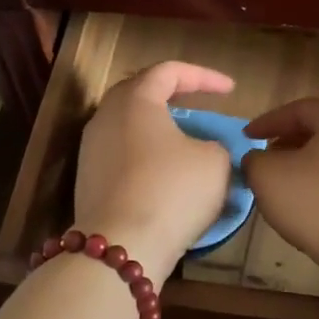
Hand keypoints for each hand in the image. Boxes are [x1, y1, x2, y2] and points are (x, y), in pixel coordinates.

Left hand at [75, 61, 235, 282]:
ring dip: (158, 128)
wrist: (121, 247)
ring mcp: (91, 150)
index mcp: (135, 100)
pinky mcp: (88, 181)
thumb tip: (201, 149)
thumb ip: (214, 144)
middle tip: (198, 103)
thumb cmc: (172, 190)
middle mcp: (106, 117)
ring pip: (129, 126)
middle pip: (139, 93)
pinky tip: (166, 173)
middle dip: (172, 95)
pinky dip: (147, 156)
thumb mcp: (215, 161)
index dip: (203, 76)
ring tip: (185, 140)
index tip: (231, 90)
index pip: (169, 71)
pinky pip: (122, 155)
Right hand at [243, 99, 318, 270]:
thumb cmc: (318, 203)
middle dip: (289, 143)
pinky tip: (313, 208)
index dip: (268, 122)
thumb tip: (259, 160)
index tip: (246, 138)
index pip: (300, 109)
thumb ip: (254, 160)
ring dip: (308, 166)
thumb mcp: (267, 176)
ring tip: (286, 185)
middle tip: (266, 159)